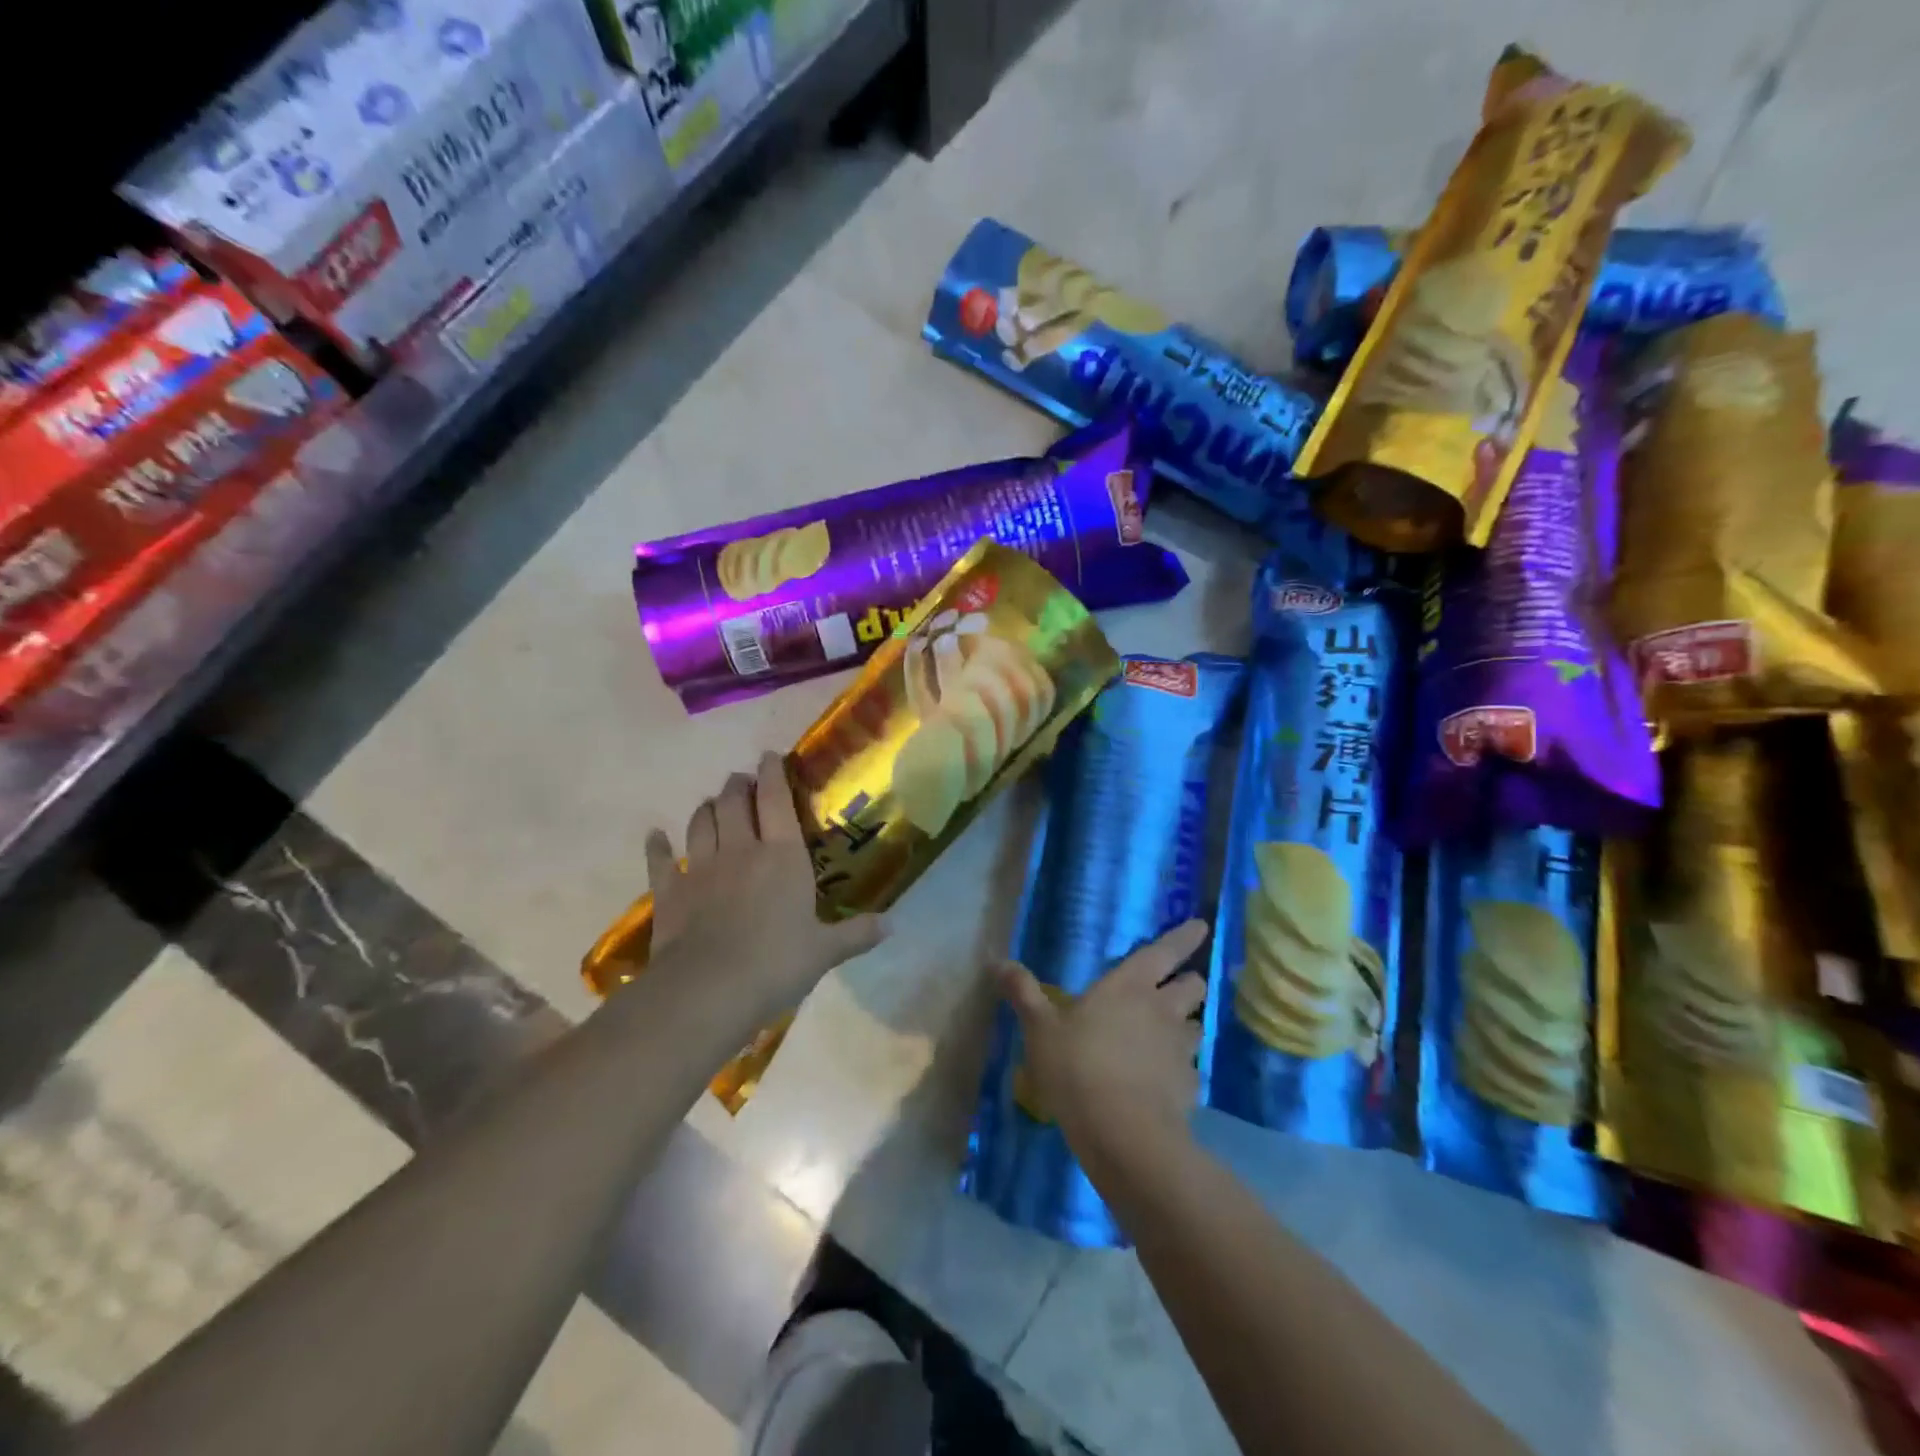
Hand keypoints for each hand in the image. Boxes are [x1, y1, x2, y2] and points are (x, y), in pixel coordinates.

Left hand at [646, 753, 885, 1023]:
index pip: (777, 799)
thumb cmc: (776, 963)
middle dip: (738, 785)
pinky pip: (661, 860)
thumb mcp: (824, 951)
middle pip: (734, 802)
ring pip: (701, 823)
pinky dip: (658, 846)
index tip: (770, 756)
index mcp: (783, 855)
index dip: (773, 773)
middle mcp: (741, 850)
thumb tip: (892, 927)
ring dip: (707, 808)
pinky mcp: (670, 892)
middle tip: (742, 780)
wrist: (708, 989)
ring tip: (711, 803)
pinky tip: (656, 836)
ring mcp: (701, 868)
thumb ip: (856, 934)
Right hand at [996, 919, 1209, 1158]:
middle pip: (1192, 986)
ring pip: (1196, 1026)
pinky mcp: (1189, 1087)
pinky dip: (1180, 1069)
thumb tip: (999, 962)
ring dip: (1186, 1025)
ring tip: (1168, 1035)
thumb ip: (1023, 993)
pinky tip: (1163, 1082)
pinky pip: (1190, 1069)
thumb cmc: (1077, 1066)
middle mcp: (1162, 1010)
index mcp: (1129, 986)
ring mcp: (1180, 1050)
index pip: (1164, 951)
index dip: (1184, 936)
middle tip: (1174, 987)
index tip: (1202, 925)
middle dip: (1188, 982)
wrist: (1123, 1133)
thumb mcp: (1040, 1028)